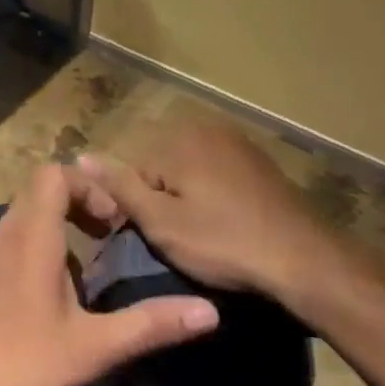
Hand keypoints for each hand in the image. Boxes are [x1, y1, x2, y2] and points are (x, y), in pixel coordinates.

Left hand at [0, 162, 219, 385]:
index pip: (53, 174)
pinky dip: (34, 248)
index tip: (111, 222)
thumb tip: (209, 312)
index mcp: (31, 235)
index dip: (87, 186)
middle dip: (77, 205)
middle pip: (39, 191)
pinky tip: (49, 298)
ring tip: (84, 271)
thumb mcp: (94, 347)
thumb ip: (150, 325)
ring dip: (56, 228)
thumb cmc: (23, 364)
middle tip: (105, 237)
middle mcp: (4, 234)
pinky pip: (9, 242)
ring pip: (23, 217)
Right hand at [70, 121, 335, 298]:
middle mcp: (202, 127)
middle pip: (161, 166)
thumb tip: (79, 155)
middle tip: (183, 241)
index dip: (139, 209)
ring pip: (190, 170)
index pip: (133, 171)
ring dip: (191, 198)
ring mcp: (234, 140)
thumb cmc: (225, 242)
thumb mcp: (162, 223)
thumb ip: (120, 187)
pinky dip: (216, 195)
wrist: (304, 258)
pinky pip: (218, 172)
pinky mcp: (257, 159)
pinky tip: (230, 224)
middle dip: (166, 200)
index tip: (155, 240)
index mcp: (175, 139)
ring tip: (207, 238)